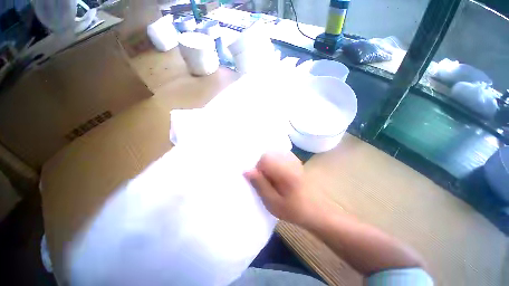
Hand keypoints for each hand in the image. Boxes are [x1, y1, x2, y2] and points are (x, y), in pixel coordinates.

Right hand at [244, 152, 320, 226]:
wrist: (318, 211)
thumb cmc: (295, 210)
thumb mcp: (273, 202)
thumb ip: (260, 185)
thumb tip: (246, 171)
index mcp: (284, 171)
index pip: (264, 159)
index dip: (258, 169)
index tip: (261, 182)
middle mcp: (290, 161)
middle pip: (269, 154)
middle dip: (263, 166)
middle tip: (267, 181)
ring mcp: (294, 160)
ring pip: (274, 154)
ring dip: (269, 165)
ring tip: (273, 179)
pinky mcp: (296, 162)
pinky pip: (281, 156)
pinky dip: (276, 163)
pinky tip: (279, 175)